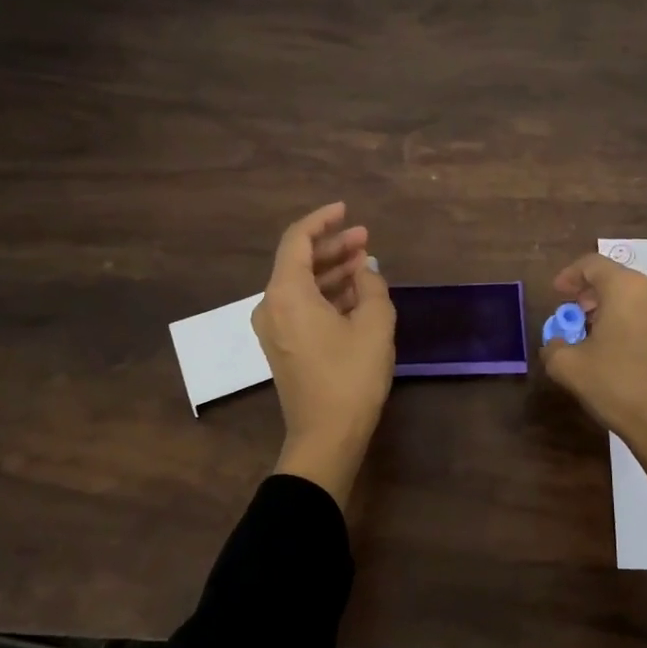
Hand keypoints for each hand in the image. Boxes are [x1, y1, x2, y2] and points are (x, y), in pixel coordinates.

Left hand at [253, 202, 395, 507]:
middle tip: (365, 238)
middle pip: (298, 261)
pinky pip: (301, 306)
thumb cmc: (351, 377)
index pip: (297, 240)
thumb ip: (372, 287)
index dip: (322, 221)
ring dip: (331, 271)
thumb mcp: (375, 325)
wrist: (326, 436)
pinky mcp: (282, 346)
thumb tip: (365, 271)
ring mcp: (273, 328)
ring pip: (301, 285)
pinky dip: (325, 294)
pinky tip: (355, 294)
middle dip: (332, 247)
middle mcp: (271, 305)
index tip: (346, 211)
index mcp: (286, 293)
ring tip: (365, 263)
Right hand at [541, 251, 646, 561]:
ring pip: (638, 298)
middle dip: (592, 295)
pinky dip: (636, 324)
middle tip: (576, 318)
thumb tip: (557, 341)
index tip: (558, 294)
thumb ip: (553, 345)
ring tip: (599, 338)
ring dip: (615, 310)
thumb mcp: (568, 367)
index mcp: (626, 287)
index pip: (592, 264)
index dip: (569, 275)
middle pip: (617, 279)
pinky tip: (625, 352)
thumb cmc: (618, 386)